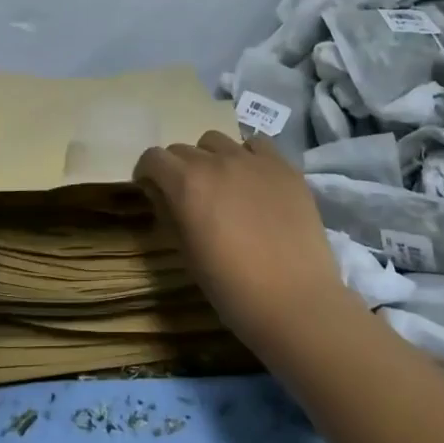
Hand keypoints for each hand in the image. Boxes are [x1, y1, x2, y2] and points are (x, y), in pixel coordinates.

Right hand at [133, 131, 347, 353]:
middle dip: (177, 168)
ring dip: (210, 157)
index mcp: (186, 183)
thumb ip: (169, 215)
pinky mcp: (284, 166)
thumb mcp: (186, 255)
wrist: (295, 301)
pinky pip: (256, 144)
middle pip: (183, 149)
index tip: (152, 189)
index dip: (148, 172)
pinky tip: (253, 179)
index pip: (153, 158)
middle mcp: (216, 161)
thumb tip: (162, 194)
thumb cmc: (232, 288)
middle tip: (188, 195)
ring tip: (222, 184)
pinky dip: (247, 155)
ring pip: (217, 141)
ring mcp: (252, 160)